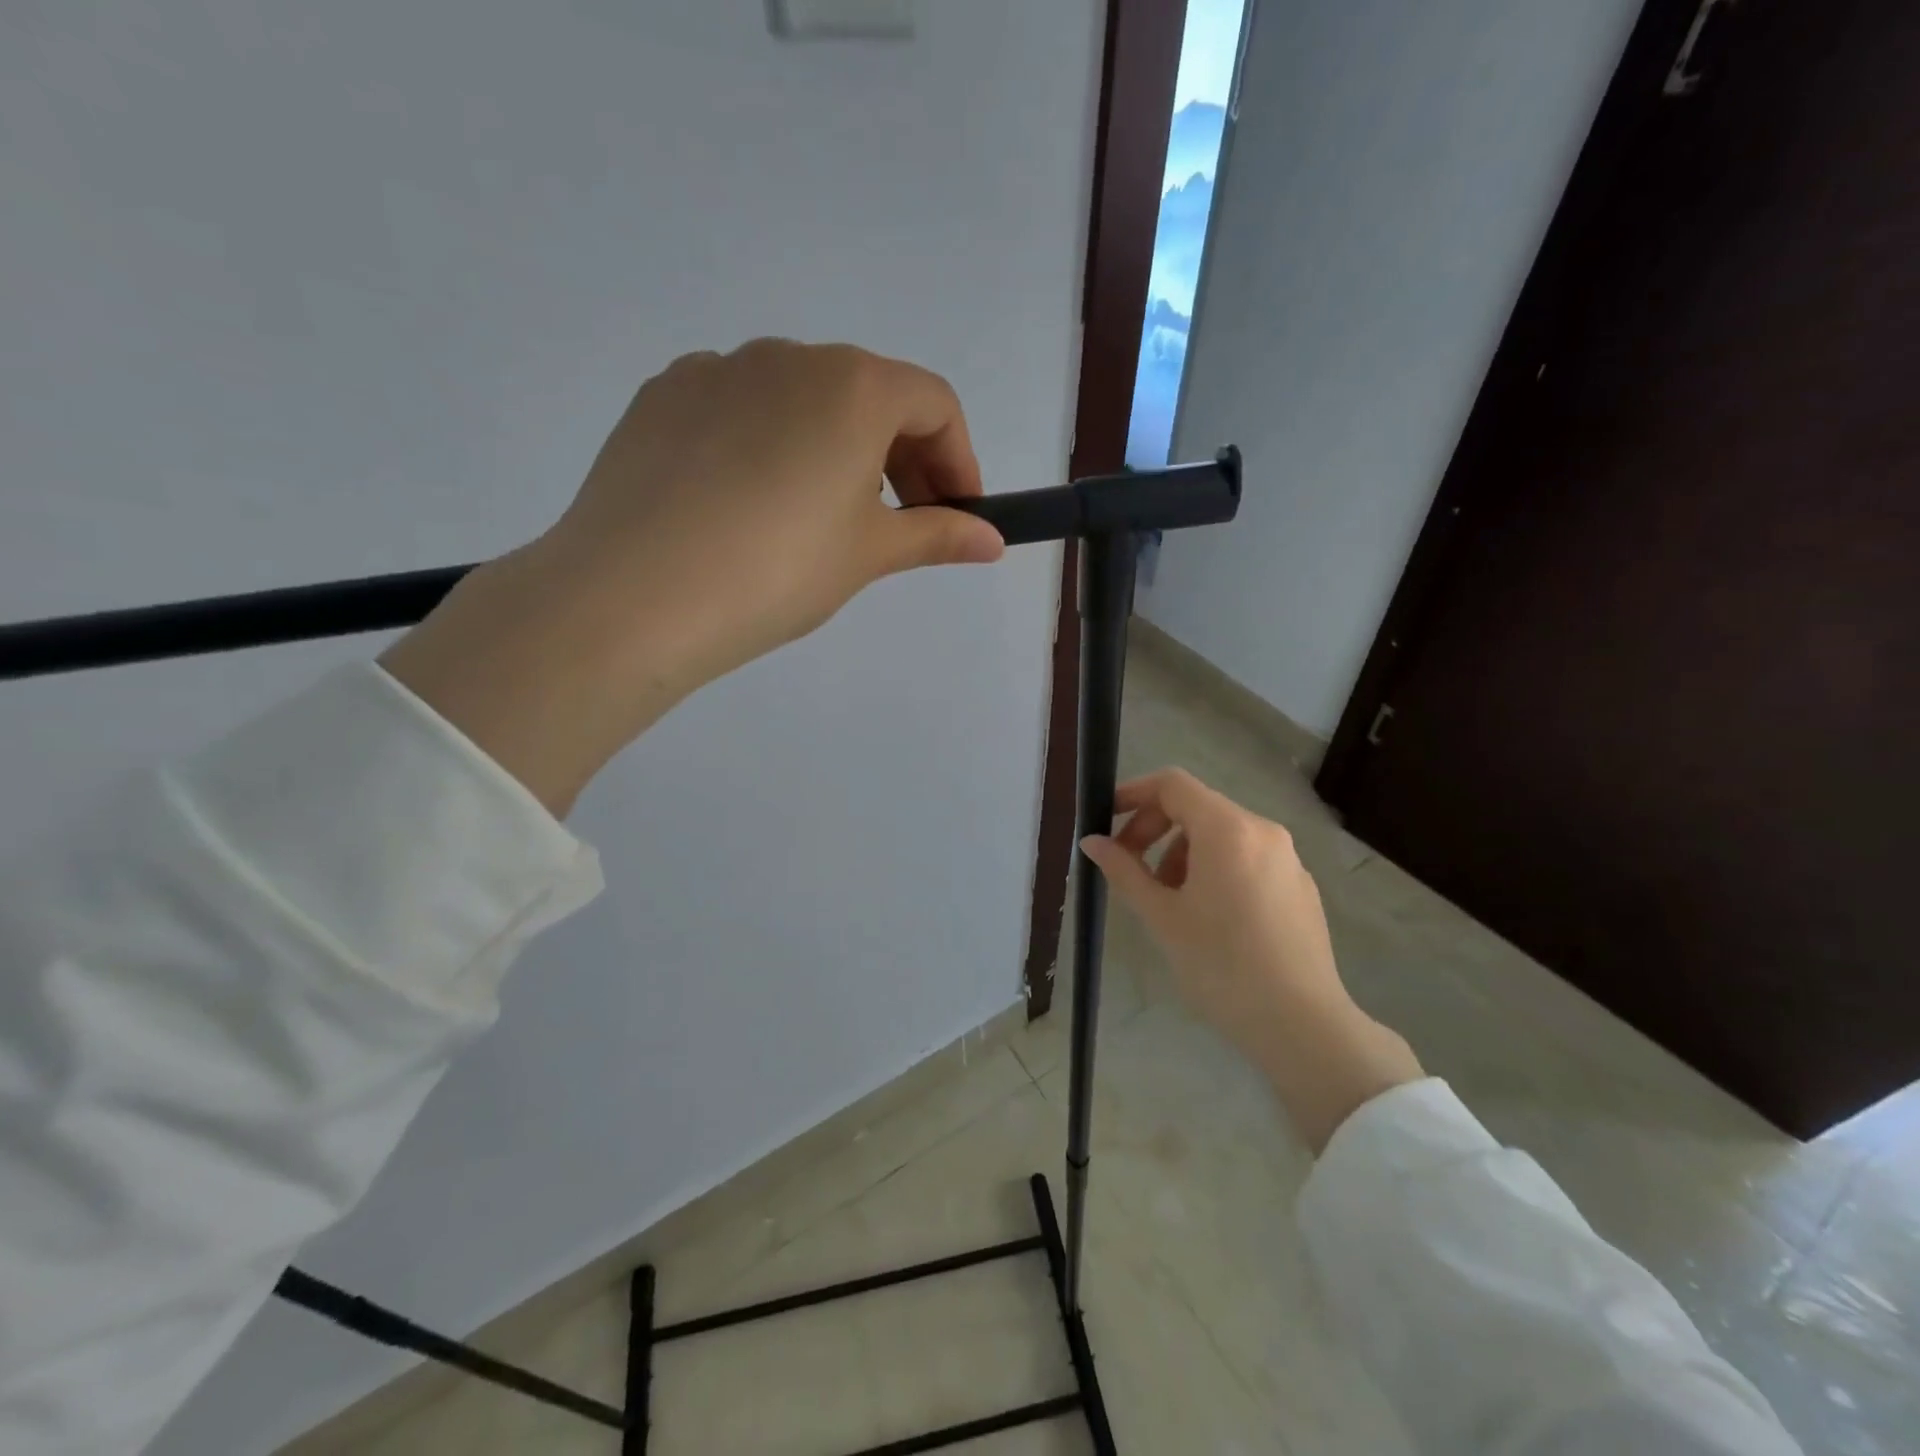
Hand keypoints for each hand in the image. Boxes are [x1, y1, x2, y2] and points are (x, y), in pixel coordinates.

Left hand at [381, 340, 1005, 813]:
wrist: (635, 595)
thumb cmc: (778, 570)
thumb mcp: (869, 554)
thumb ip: (937, 536)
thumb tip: (992, 541)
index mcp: (852, 384)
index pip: (935, 404)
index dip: (959, 461)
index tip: (958, 517)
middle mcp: (787, 356)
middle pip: (870, 395)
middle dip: (903, 458)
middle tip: (902, 526)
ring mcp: (716, 370)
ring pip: (802, 400)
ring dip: (836, 449)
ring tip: (823, 520)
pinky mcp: (663, 397)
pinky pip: (741, 410)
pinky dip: (770, 446)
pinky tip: (751, 506)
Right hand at [1082, 768, 1422, 1152]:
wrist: (1301, 1025)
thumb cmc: (1220, 966)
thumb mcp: (1161, 916)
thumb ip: (1123, 870)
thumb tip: (1092, 842)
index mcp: (1228, 830)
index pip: (1172, 785)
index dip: (1133, 794)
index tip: (1106, 821)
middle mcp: (1263, 831)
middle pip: (1197, 807)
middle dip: (1155, 829)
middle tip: (1129, 868)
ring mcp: (1288, 858)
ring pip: (1222, 835)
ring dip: (1183, 853)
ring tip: (1168, 900)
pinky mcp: (1300, 886)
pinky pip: (1248, 859)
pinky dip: (1216, 869)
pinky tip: (1208, 917)